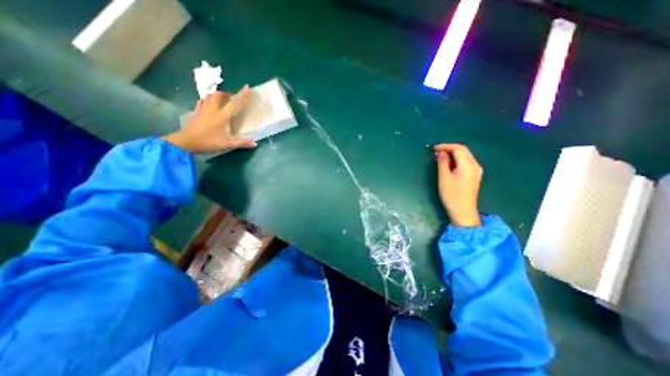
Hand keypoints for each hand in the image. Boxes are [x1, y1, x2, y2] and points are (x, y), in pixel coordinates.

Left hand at [162, 86, 256, 151]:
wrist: (186, 142)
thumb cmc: (209, 142)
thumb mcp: (228, 144)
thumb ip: (242, 143)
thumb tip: (255, 144)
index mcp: (222, 116)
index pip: (234, 103)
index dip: (241, 95)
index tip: (247, 87)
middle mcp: (212, 109)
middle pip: (218, 95)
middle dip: (226, 94)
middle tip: (231, 99)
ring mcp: (202, 109)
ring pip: (209, 96)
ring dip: (216, 96)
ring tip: (221, 101)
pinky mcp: (195, 112)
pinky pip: (202, 101)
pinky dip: (207, 100)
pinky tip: (209, 105)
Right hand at [435, 144, 480, 224]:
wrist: (463, 211)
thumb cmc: (452, 195)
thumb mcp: (444, 178)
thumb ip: (443, 163)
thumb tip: (441, 152)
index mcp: (468, 165)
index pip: (458, 148)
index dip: (446, 146)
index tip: (434, 149)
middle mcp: (475, 165)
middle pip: (463, 150)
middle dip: (449, 149)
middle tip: (436, 152)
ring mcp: (476, 170)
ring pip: (465, 156)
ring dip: (453, 154)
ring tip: (440, 157)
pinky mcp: (474, 175)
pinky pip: (465, 162)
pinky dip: (456, 160)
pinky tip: (448, 164)